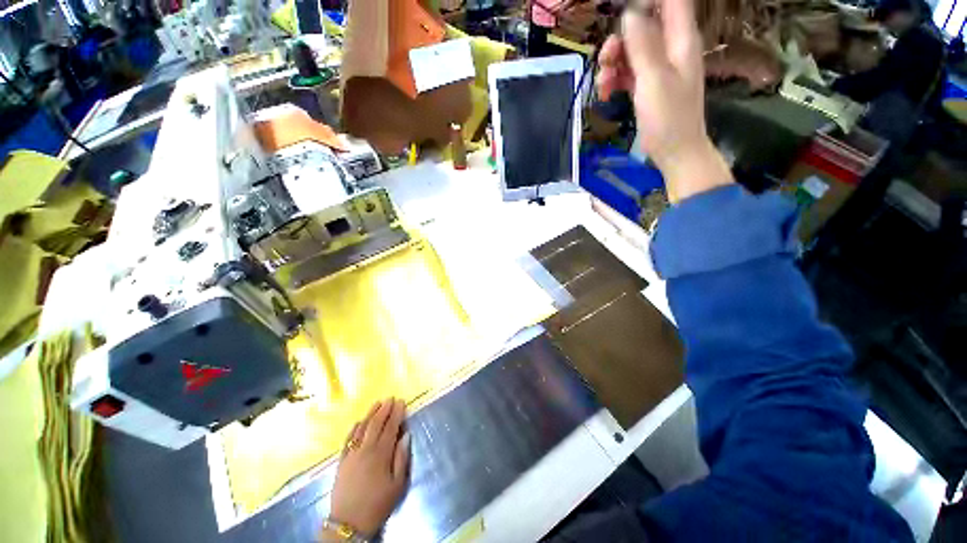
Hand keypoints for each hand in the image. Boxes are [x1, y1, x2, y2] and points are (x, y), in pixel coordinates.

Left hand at [326, 398, 410, 538]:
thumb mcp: (397, 484)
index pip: (391, 427)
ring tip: (377, 403)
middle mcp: (366, 449)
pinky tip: (359, 421)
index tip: (401, 402)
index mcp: (381, 454)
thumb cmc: (378, 504)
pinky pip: (348, 439)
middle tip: (391, 398)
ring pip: (362, 428)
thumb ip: (402, 458)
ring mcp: (352, 454)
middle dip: (384, 409)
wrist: (349, 522)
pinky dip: (355, 428)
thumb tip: (406, 435)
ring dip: (370, 414)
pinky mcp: (342, 461)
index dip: (397, 413)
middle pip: (376, 424)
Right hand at [597, 0, 732, 202]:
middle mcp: (670, 48)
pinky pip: (627, 72)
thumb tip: (630, 13)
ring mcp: (658, 68)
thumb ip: (643, 45)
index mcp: (680, 39)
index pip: (671, 1)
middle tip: (606, 59)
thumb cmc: (668, 118)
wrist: (674, 152)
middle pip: (642, 25)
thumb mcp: (654, 80)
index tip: (622, 13)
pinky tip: (606, 94)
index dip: (647, 2)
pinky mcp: (647, 86)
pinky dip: (615, 80)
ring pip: (631, 50)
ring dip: (613, 64)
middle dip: (620, 39)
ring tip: (603, 85)